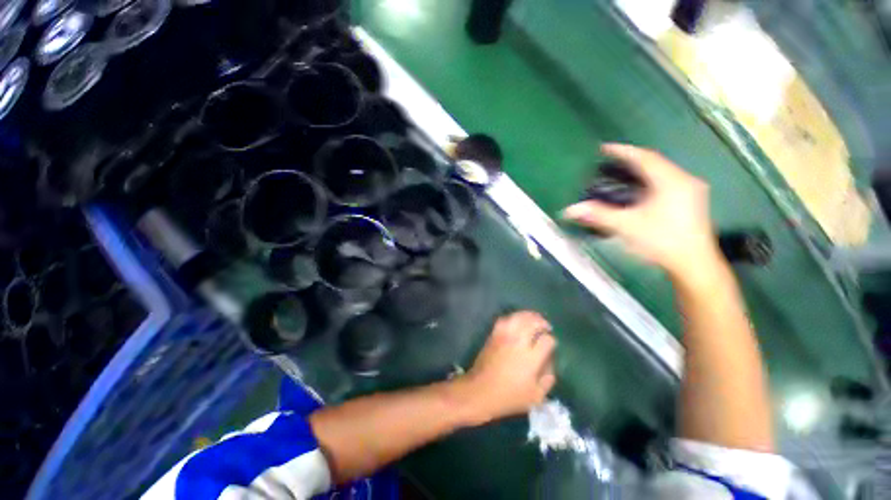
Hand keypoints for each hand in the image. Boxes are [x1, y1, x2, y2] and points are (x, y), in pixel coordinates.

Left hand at [460, 311, 556, 424]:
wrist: (480, 390)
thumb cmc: (509, 397)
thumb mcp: (536, 396)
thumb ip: (548, 379)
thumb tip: (550, 363)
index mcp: (531, 358)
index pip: (547, 340)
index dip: (551, 341)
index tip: (550, 345)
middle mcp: (518, 342)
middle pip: (533, 323)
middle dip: (542, 323)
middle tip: (546, 327)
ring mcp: (504, 336)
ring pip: (519, 317)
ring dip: (529, 316)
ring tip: (534, 319)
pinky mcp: (494, 334)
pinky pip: (505, 319)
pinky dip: (513, 317)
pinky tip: (517, 321)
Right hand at [563, 143, 718, 273]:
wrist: (694, 264)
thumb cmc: (662, 241)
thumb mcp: (626, 226)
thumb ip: (598, 215)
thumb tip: (570, 209)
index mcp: (670, 181)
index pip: (644, 157)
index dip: (623, 151)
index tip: (604, 148)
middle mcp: (684, 180)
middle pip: (655, 162)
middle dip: (632, 158)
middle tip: (610, 160)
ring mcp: (691, 190)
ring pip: (662, 171)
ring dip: (642, 169)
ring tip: (622, 171)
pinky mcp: (692, 201)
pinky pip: (668, 181)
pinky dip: (651, 179)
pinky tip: (641, 188)